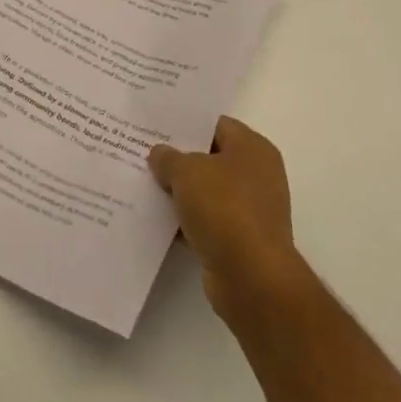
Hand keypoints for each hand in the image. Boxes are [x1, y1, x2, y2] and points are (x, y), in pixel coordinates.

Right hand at [148, 117, 310, 331]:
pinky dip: (186, 220)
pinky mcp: (241, 240)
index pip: (214, 124)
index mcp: (252, 148)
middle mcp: (257, 175)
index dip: (185, 123)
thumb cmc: (224, 209)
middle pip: (210, 158)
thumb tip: (159, 154)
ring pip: (206, 191)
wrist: (252, 278)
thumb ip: (168, 158)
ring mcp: (250, 210)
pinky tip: (157, 218)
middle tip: (143, 152)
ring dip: (180, 191)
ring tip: (144, 183)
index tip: (155, 125)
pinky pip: (207, 220)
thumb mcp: (186, 172)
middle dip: (178, 158)